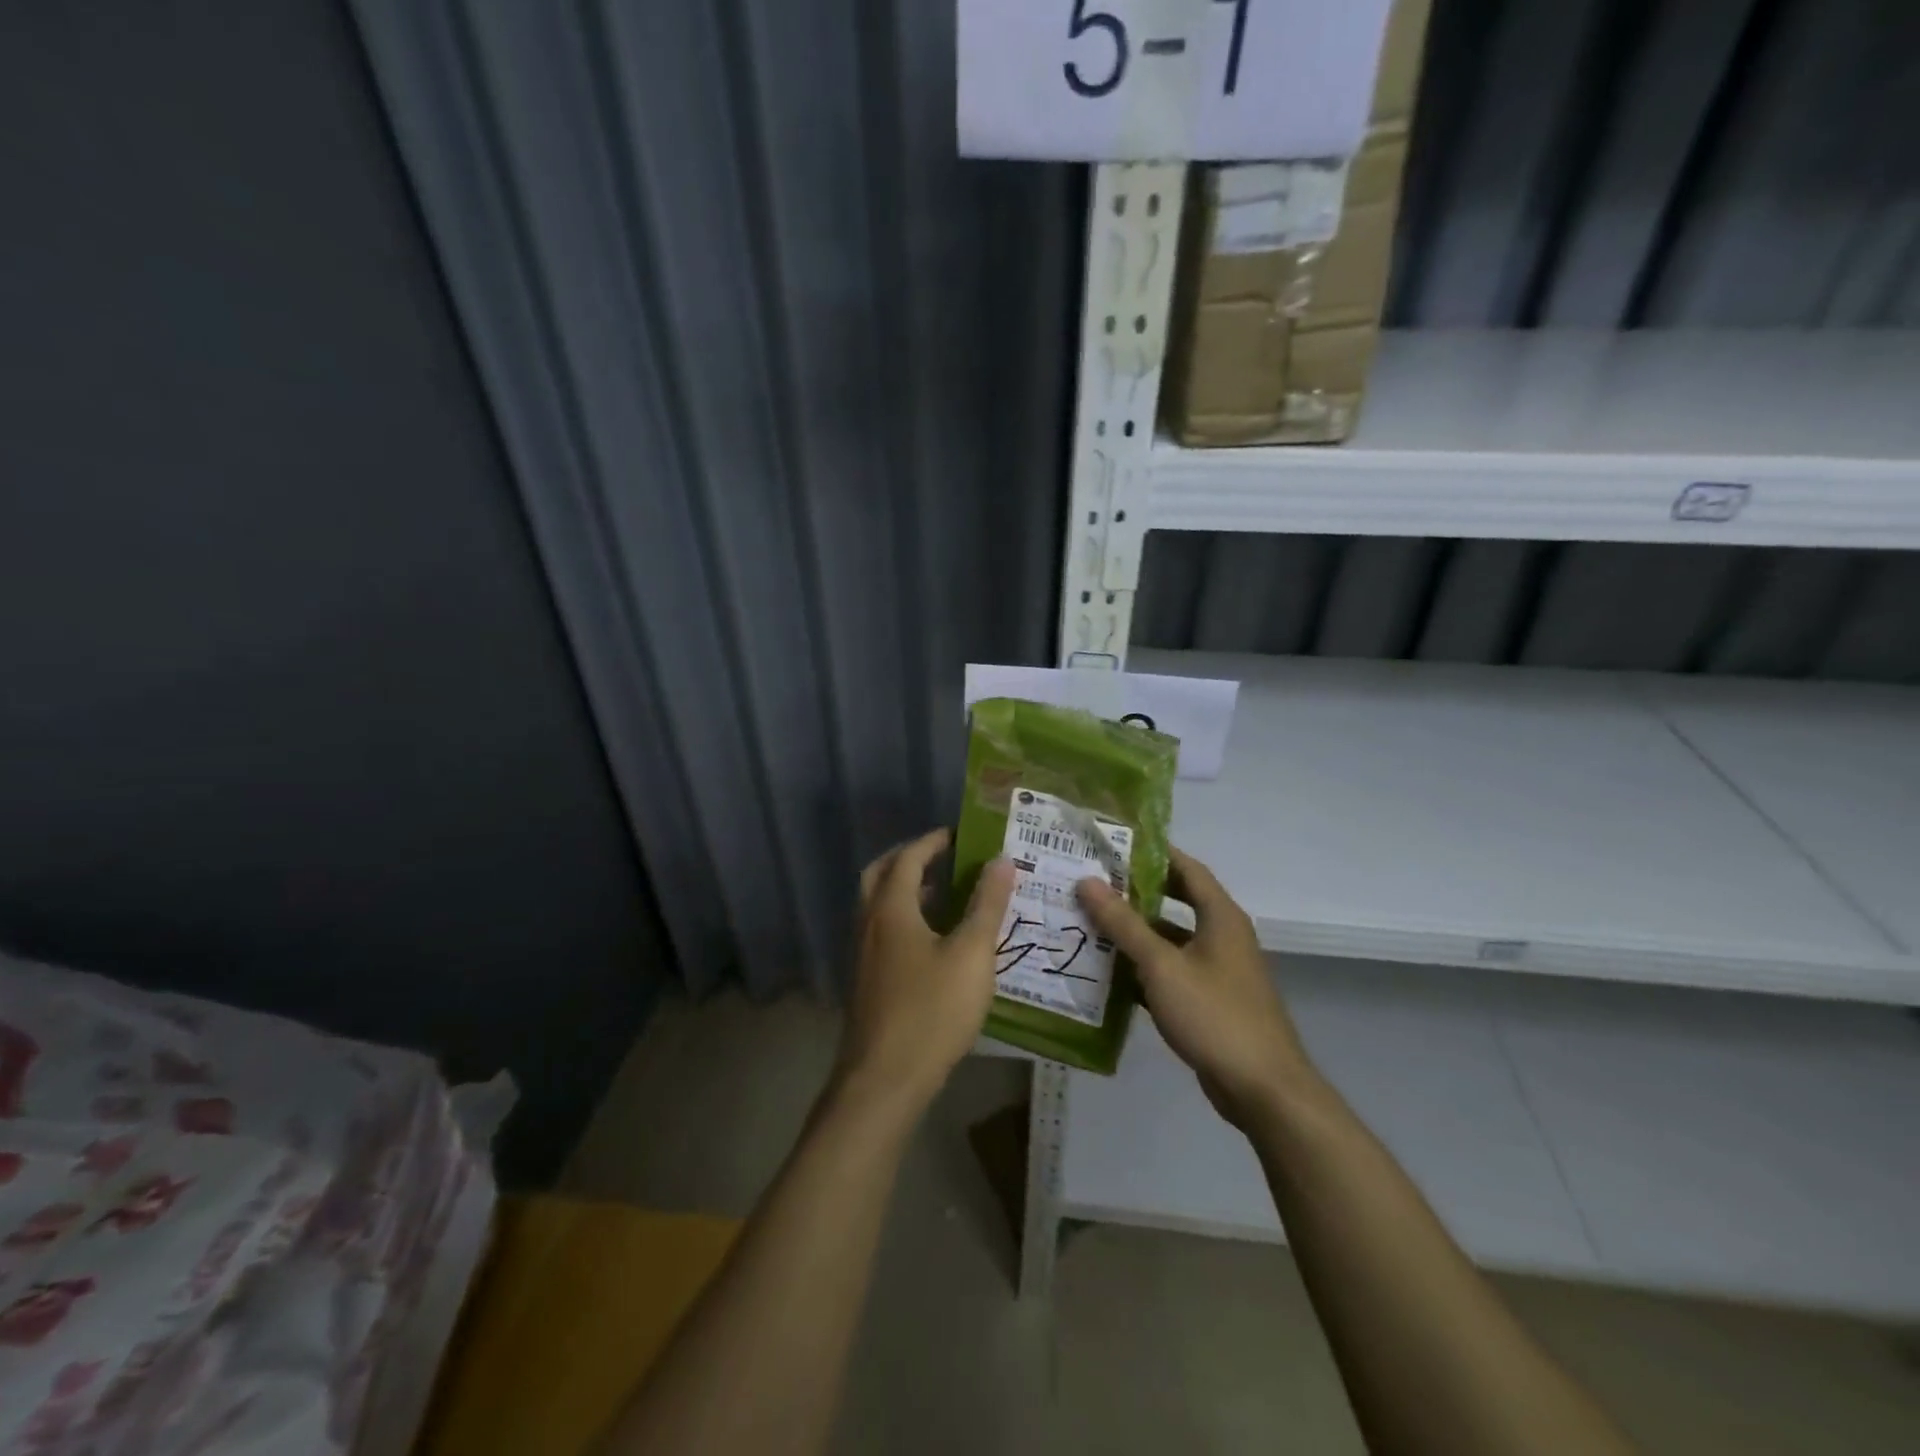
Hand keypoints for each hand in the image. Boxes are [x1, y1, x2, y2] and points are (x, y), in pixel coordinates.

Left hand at [834, 829, 1016, 1121]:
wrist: (884, 1080)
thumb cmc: (932, 1011)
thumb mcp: (972, 954)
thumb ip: (987, 905)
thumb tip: (1002, 860)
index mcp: (891, 909)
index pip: (907, 858)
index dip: (932, 842)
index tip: (957, 834)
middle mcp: (869, 924)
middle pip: (880, 875)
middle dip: (908, 859)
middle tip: (941, 857)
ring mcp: (862, 955)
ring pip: (877, 906)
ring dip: (905, 891)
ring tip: (943, 894)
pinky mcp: (866, 982)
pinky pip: (881, 933)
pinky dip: (903, 920)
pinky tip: (932, 943)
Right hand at [1078, 847, 1315, 1130]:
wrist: (1263, 1089)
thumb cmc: (1214, 1014)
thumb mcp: (1162, 965)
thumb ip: (1124, 924)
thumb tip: (1088, 881)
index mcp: (1220, 917)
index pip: (1186, 868)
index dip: (1152, 852)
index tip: (1113, 845)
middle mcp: (1223, 936)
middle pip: (1176, 902)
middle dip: (1136, 893)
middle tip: (1093, 884)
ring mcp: (1218, 971)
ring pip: (1171, 940)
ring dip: (1136, 934)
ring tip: (1091, 924)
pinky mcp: (1211, 1002)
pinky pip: (1172, 973)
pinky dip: (1144, 970)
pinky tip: (1109, 974)